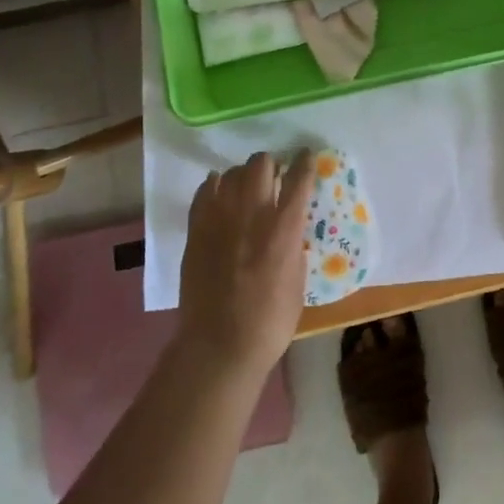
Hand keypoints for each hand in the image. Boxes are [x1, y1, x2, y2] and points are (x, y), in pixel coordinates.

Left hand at [176, 150, 313, 382]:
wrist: (219, 346)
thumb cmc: (270, 321)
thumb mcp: (298, 279)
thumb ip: (293, 245)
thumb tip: (289, 228)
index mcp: (284, 228)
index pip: (299, 178)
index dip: (305, 162)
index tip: (306, 156)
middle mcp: (253, 214)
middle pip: (261, 164)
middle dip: (270, 163)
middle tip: (274, 175)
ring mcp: (220, 220)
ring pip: (231, 173)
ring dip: (243, 174)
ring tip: (246, 185)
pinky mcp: (196, 231)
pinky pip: (204, 192)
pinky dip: (214, 185)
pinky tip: (219, 191)